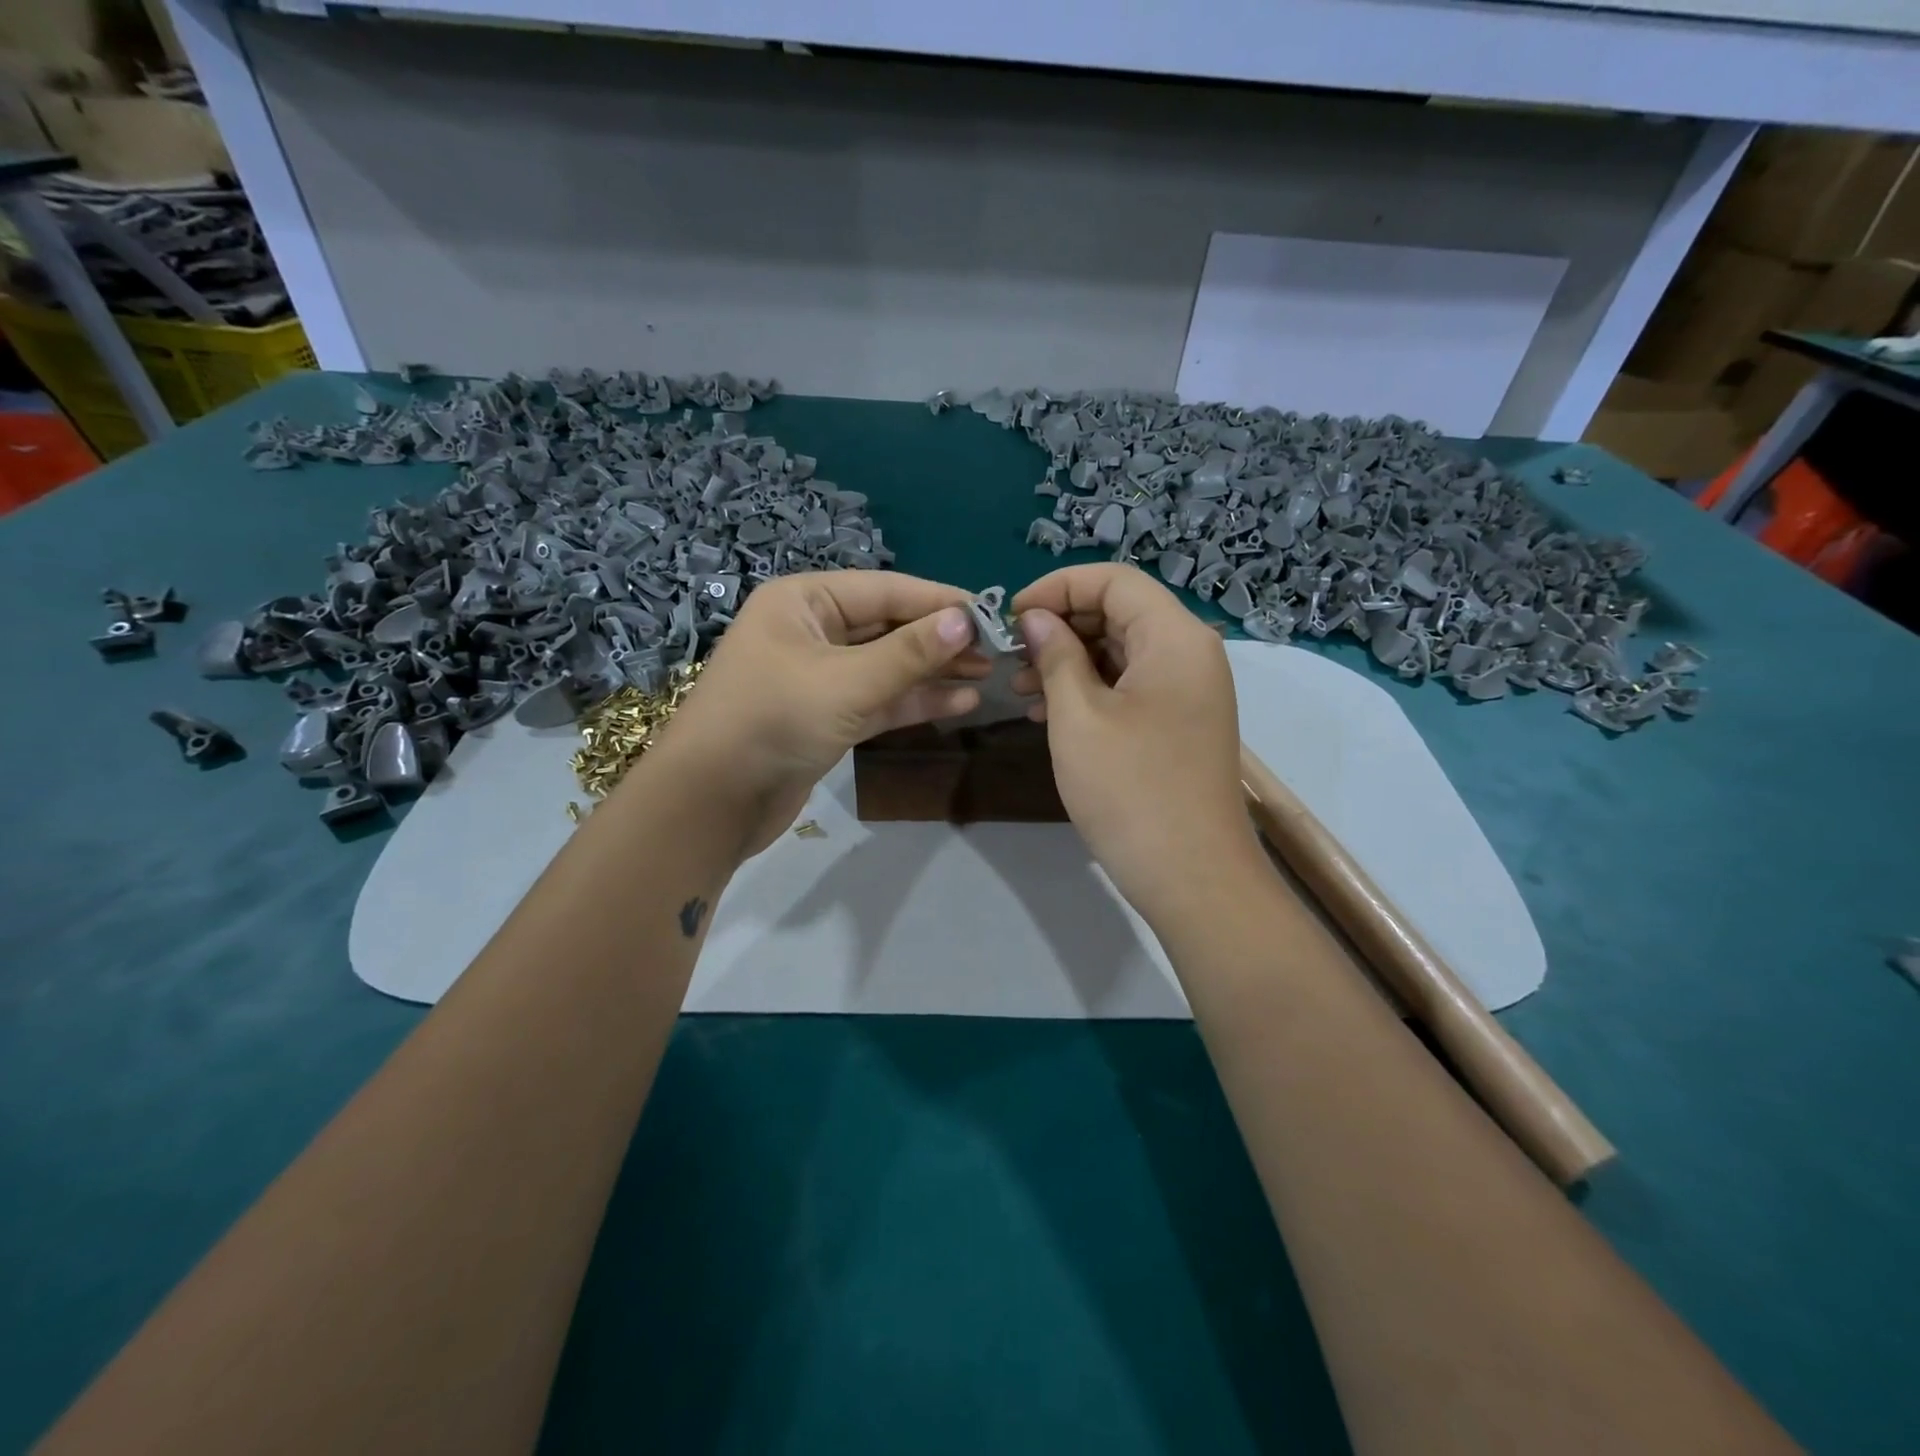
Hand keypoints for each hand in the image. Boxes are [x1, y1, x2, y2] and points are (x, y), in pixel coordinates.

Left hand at [646, 571, 985, 855]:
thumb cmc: (774, 720)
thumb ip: (910, 652)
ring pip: (887, 666)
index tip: (992, 613)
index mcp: (804, 601)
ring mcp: (818, 677)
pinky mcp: (826, 718)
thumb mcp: (848, 681)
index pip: (886, 590)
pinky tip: (960, 703)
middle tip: (997, 650)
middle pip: (888, 627)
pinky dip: (914, 702)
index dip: (940, 601)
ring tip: (988, 675)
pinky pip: (879, 700)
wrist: (713, 801)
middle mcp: (811, 631)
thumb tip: (967, 619)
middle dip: (940, 639)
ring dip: (934, 672)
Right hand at [1012, 564, 1262, 926]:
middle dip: (1061, 626)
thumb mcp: (1078, 717)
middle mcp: (1189, 653)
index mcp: (1174, 637)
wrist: (1193, 876)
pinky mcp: (1180, 723)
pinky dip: (1090, 690)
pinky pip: (1131, 686)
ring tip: (1020, 689)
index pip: (1113, 580)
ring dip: (1070, 661)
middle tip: (1012, 657)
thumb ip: (1055, 656)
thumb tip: (1035, 618)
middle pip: (1119, 612)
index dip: (1057, 587)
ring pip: (1122, 651)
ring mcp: (1188, 691)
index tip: (1010, 617)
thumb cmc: (1131, 790)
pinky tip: (1049, 713)